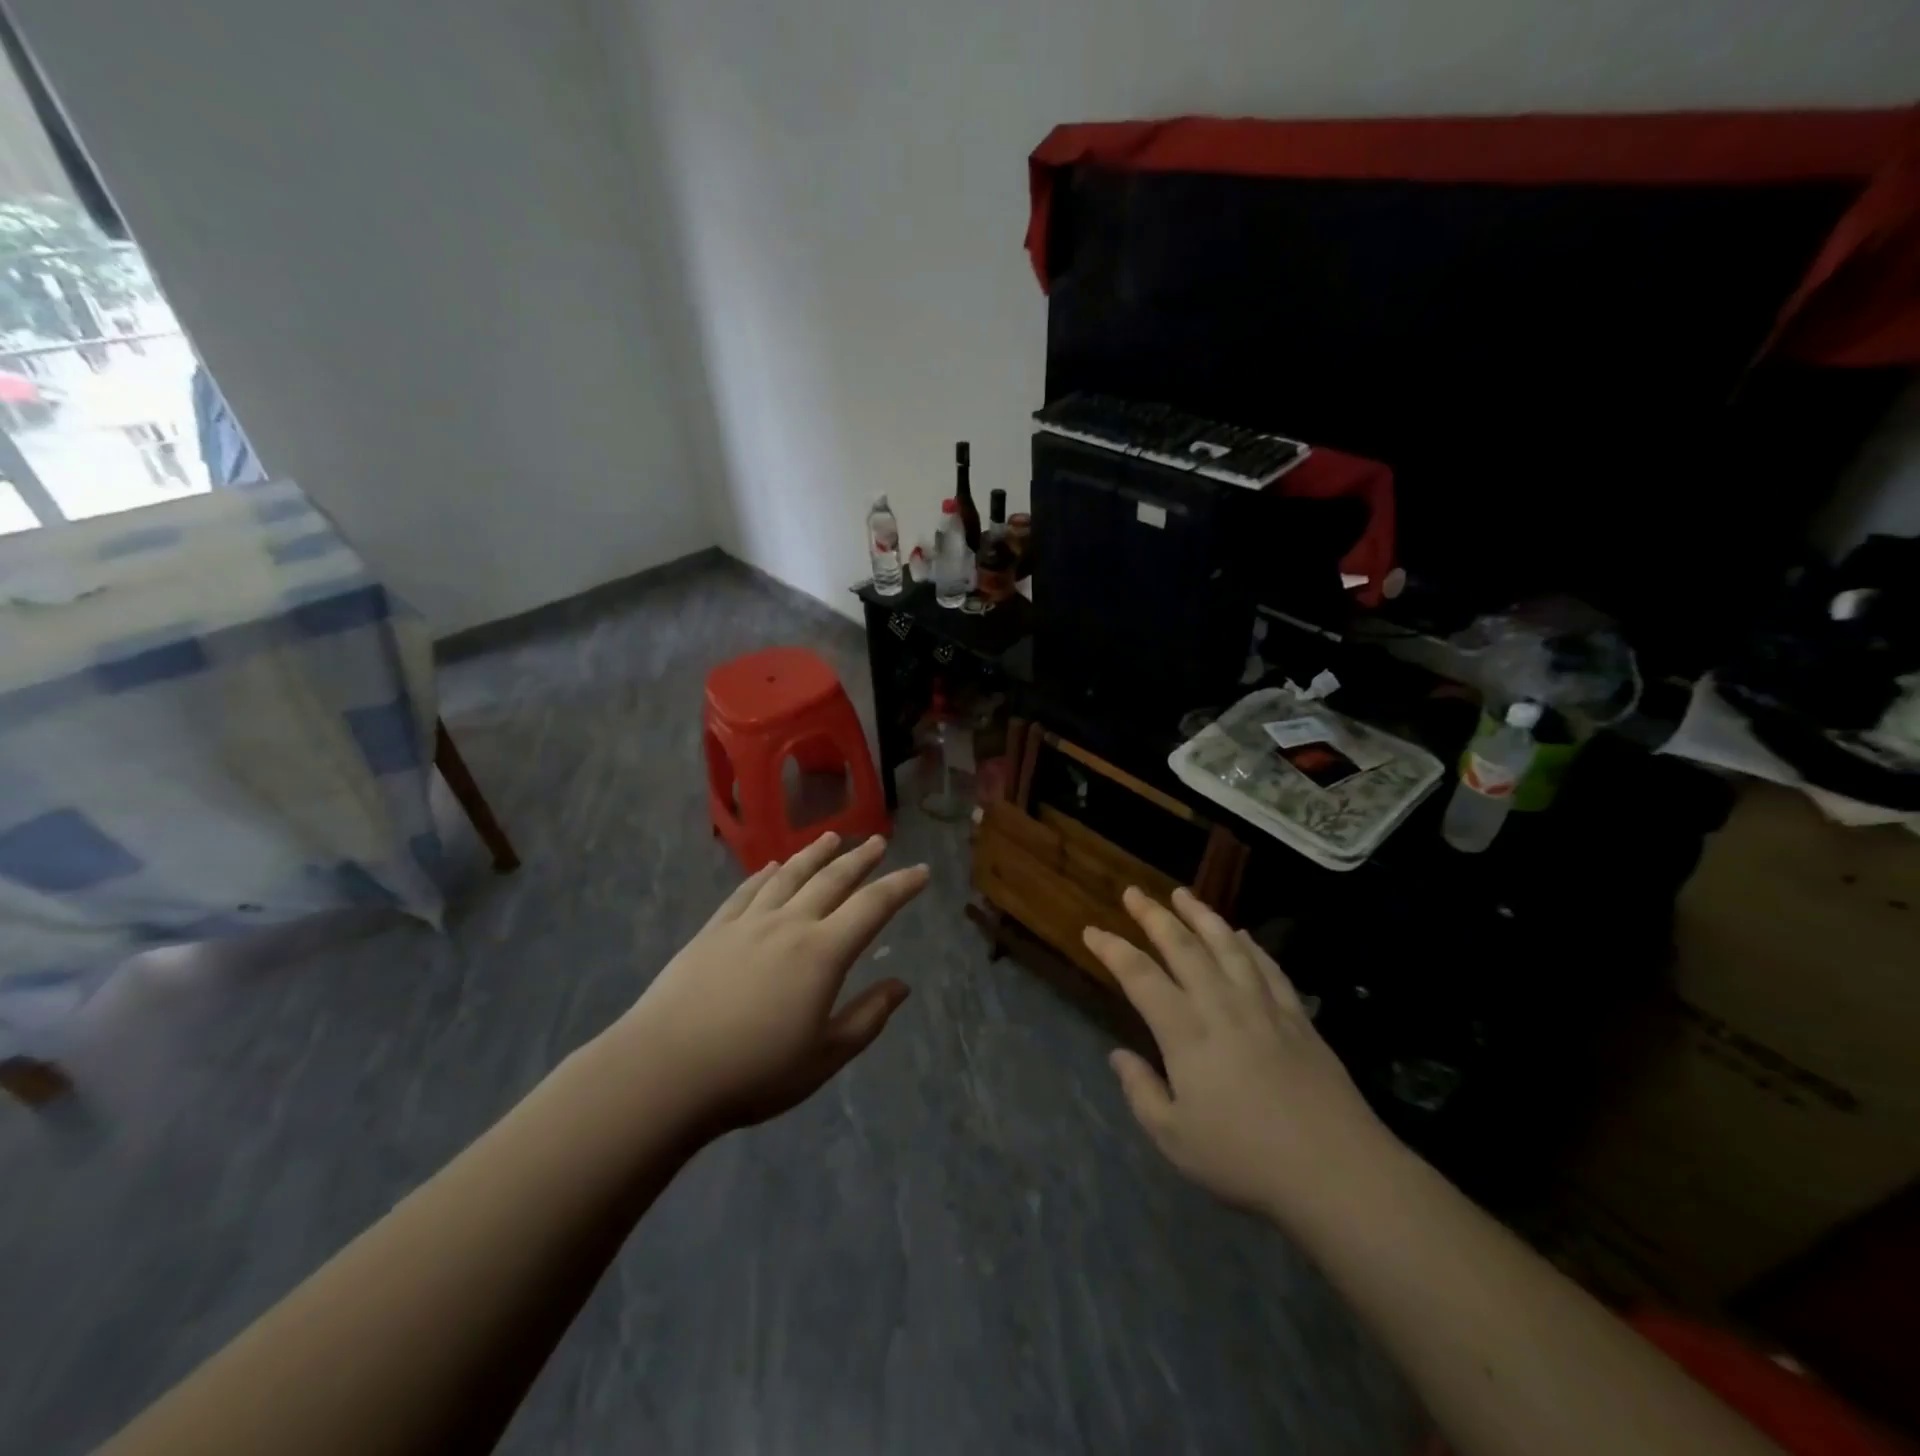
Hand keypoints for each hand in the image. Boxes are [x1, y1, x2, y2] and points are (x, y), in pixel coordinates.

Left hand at [617, 832, 927, 1132]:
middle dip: (860, 859)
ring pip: (789, 876)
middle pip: (831, 880)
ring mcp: (747, 923)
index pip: (872, 907)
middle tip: (878, 841)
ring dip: (814, 854)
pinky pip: (746, 892)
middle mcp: (789, 925)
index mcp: (822, 953)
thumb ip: (867, 1018)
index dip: (901, 886)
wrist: (665, 1071)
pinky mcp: (713, 931)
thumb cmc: (753, 1072)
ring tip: (831, 838)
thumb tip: (901, 985)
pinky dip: (765, 875)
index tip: (922, 871)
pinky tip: (772, 867)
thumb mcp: (824, 1057)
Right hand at [1083, 887, 1391, 1223]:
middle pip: (1182, 946)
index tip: (1092, 930)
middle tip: (1134, 892)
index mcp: (1185, 1032)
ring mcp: (1263, 1006)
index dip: (1112, 949)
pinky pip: (1268, 966)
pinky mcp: (1297, 1016)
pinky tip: (1241, 934)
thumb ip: (1141, 1092)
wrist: (1335, 1170)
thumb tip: (1119, 1055)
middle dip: (1153, 915)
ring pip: (1226, 945)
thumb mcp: (1175, 1139)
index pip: (1139, 976)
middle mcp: (1221, 1004)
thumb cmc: (1245, 1159)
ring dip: (1201, 915)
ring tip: (1183, 894)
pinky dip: (1250, 945)